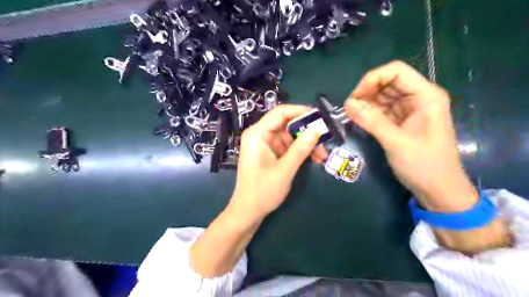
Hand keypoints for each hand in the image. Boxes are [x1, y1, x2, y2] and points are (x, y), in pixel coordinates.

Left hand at [231, 104, 328, 219]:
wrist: (248, 211)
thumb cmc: (263, 191)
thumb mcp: (285, 169)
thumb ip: (301, 148)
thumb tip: (317, 129)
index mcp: (257, 134)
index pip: (280, 112)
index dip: (300, 111)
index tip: (319, 117)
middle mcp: (260, 135)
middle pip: (286, 124)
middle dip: (306, 132)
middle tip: (324, 140)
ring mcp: (265, 145)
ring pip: (289, 136)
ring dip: (306, 143)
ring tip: (322, 155)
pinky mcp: (269, 153)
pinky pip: (287, 146)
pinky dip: (300, 151)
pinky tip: (313, 158)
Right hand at [345, 60, 477, 212]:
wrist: (439, 190)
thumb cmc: (424, 165)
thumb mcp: (396, 142)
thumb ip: (371, 121)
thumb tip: (347, 104)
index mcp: (426, 96)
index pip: (396, 72)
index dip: (373, 79)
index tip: (355, 97)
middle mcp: (418, 98)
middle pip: (388, 82)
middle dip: (367, 92)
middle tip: (350, 108)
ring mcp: (410, 110)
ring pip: (383, 96)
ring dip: (366, 103)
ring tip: (352, 115)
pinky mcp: (402, 121)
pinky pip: (383, 110)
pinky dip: (370, 113)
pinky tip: (360, 120)